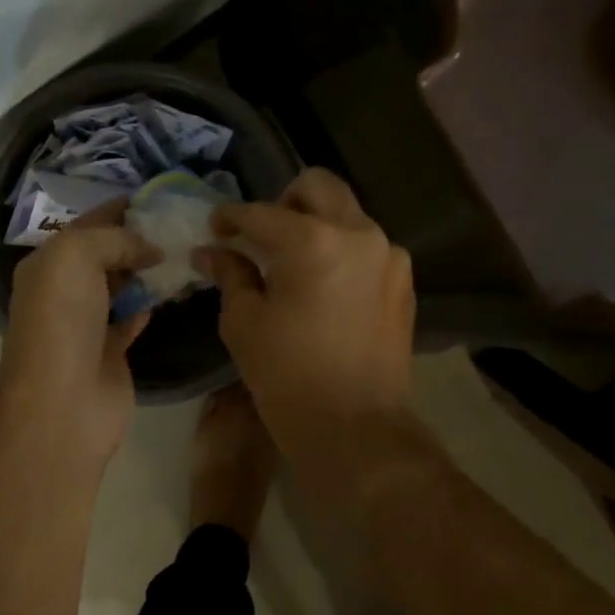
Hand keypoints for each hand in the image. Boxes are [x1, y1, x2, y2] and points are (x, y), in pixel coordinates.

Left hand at [0, 201, 159, 466]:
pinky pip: (132, 318)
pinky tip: (173, 288)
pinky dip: (149, 303)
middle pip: (106, 254)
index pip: (87, 224)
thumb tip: (150, 247)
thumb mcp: (77, 256)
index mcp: (47, 263)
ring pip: (122, 286)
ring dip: (148, 270)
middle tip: (182, 223)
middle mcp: (64, 291)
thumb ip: (113, 238)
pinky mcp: (111, 352)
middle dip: (138, 238)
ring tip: (186, 249)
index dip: (120, 208)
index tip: (160, 197)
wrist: (63, 400)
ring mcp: (87, 324)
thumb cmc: (62, 320)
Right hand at [196, 169, 415, 472]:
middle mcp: (358, 234)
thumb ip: (230, 274)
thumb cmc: (287, 376)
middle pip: (318, 187)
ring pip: (347, 214)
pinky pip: (367, 247)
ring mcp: (388, 256)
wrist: (355, 426)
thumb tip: (211, 252)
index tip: (214, 228)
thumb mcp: (244, 323)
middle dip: (283, 201)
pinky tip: (324, 287)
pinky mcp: (403, 282)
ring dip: (316, 225)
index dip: (230, 218)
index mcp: (313, 241)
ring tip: (293, 263)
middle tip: (262, 235)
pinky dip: (341, 251)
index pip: (261, 213)